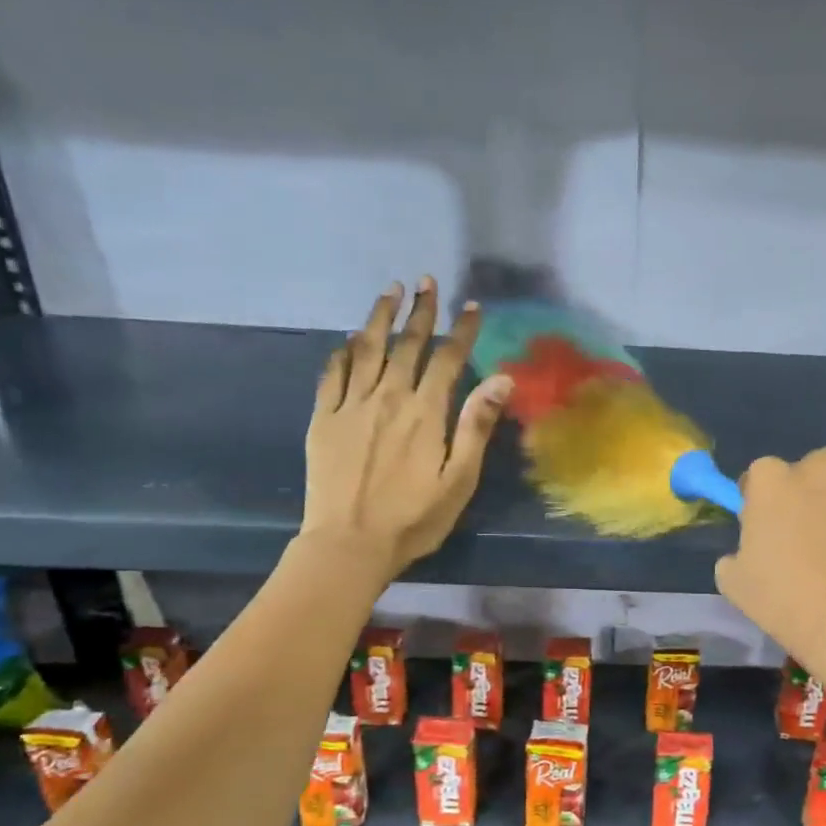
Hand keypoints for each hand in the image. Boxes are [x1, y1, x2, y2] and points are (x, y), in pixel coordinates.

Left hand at [301, 278, 510, 578]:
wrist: (349, 544)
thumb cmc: (414, 519)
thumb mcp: (459, 480)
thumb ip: (477, 427)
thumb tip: (502, 378)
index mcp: (425, 413)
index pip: (448, 359)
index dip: (461, 330)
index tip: (471, 306)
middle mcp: (388, 398)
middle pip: (407, 344)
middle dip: (421, 311)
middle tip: (426, 282)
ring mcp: (351, 406)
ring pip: (367, 349)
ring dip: (380, 317)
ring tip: (390, 290)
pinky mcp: (324, 419)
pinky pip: (333, 373)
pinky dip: (344, 351)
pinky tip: (351, 339)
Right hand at [713, 449, 825, 673]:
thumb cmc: (792, 604)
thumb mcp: (736, 584)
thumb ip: (737, 552)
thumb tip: (751, 549)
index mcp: (771, 480)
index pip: (761, 476)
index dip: (765, 502)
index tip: (772, 530)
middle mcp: (819, 464)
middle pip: (810, 472)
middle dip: (810, 496)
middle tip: (817, 540)